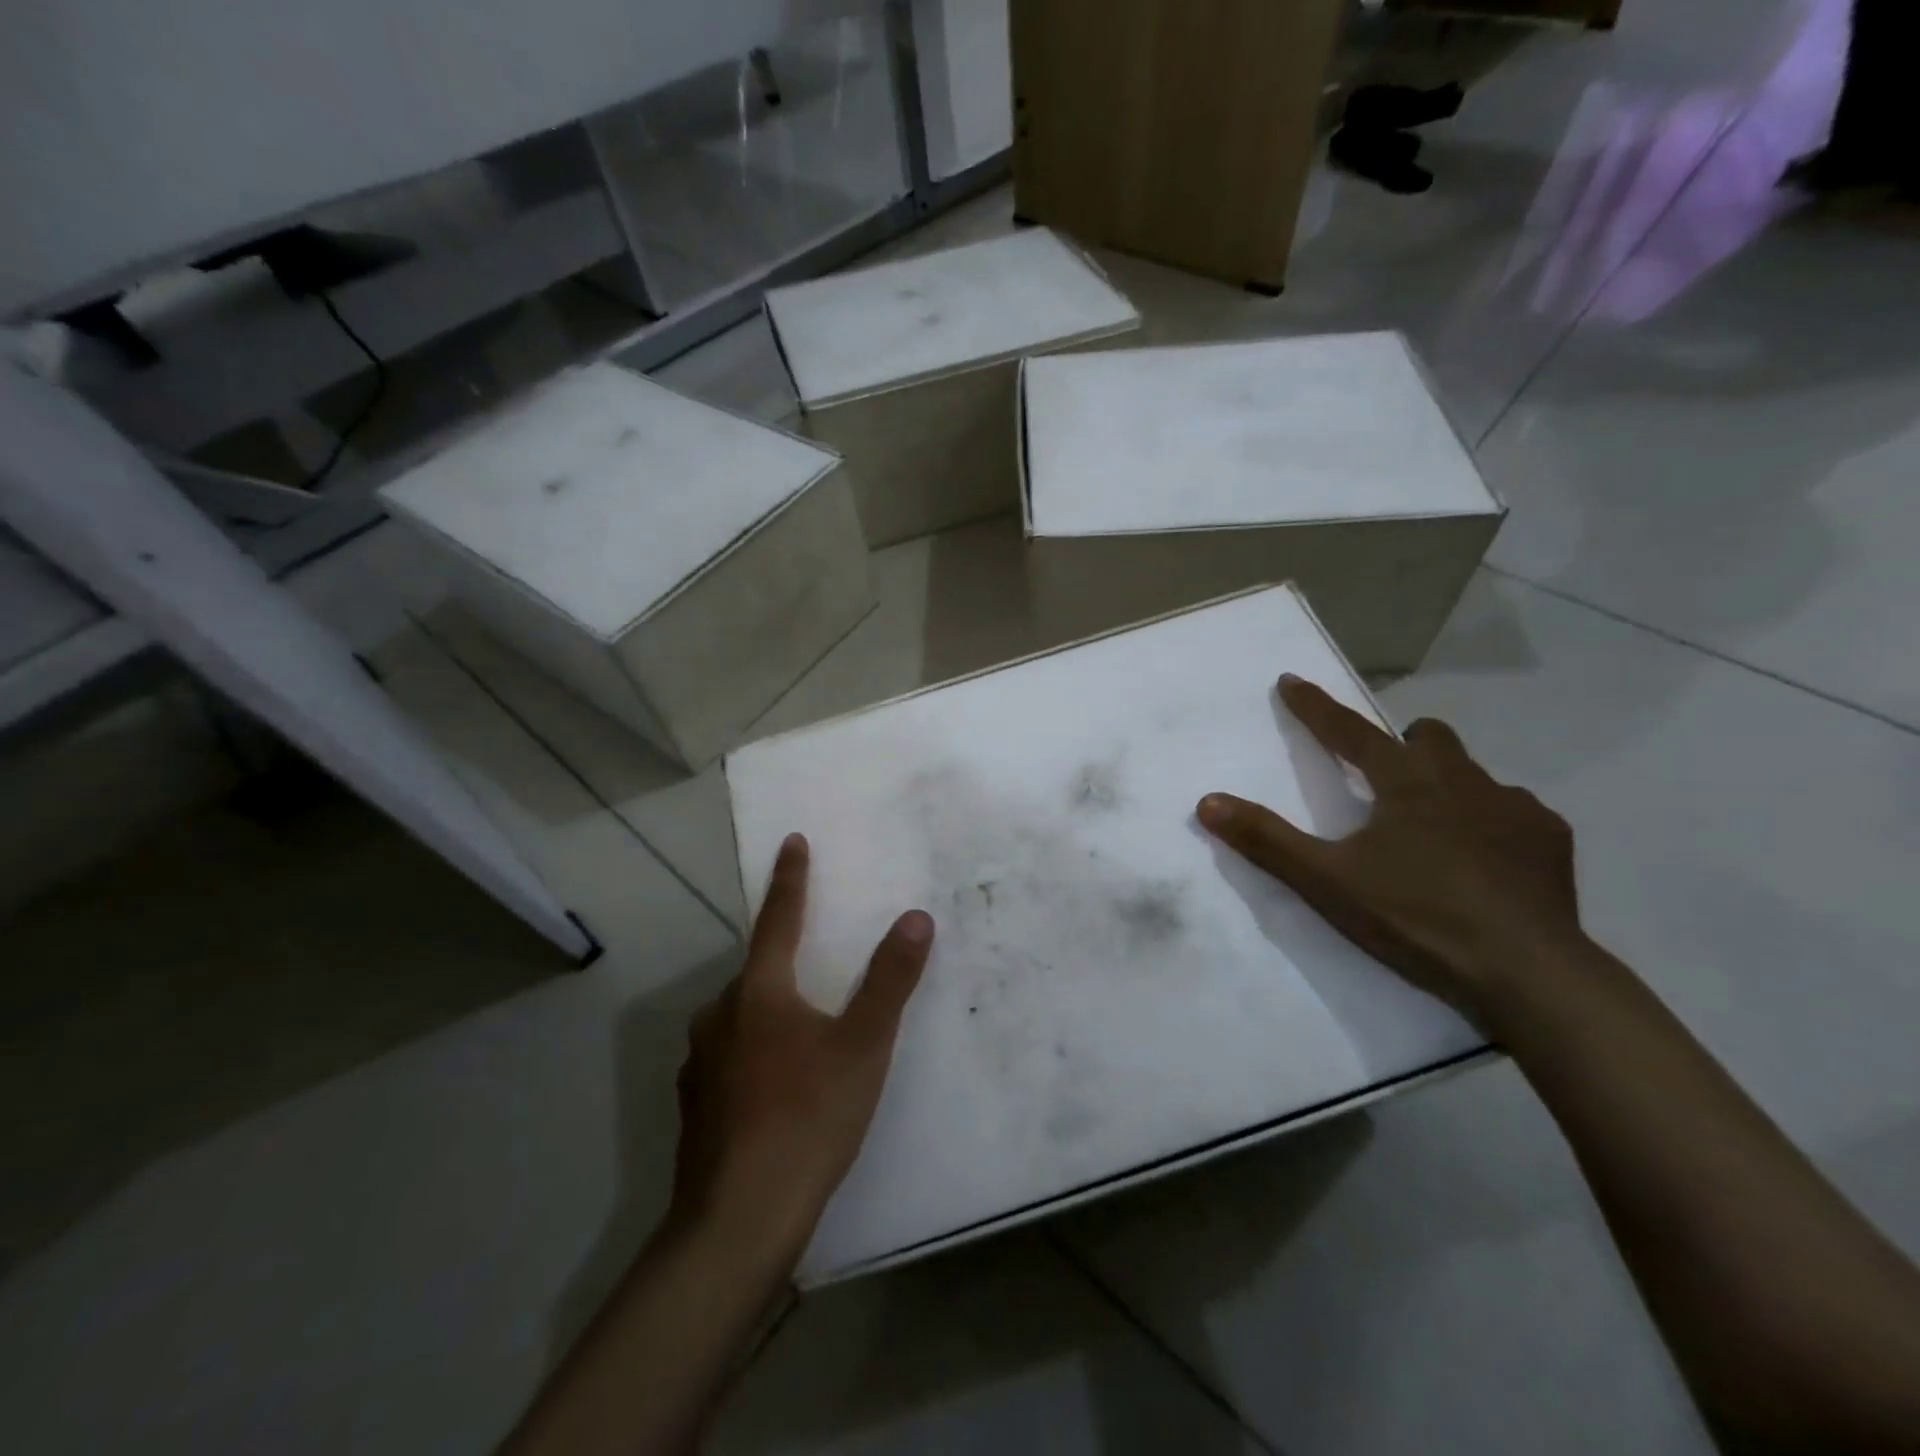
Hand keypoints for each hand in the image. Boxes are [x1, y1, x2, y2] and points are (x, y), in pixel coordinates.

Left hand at [670, 834, 933, 1263]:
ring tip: (801, 1030)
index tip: (792, 841)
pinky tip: (773, 1085)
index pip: (779, 919)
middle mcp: (720, 1016)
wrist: (737, 1222)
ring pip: (740, 1017)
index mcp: (759, 992)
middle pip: (757, 971)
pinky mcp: (695, 1105)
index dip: (791, 879)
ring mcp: (700, 1063)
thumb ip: (890, 980)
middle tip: (814, 961)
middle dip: (784, 958)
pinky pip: (729, 1056)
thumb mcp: (863, 1046)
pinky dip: (753, 1052)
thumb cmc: (807, 1119)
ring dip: (768, 1009)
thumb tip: (915, 916)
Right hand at [1197, 675, 1584, 1024]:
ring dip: (1446, 784)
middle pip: (1427, 737)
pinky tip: (1484, 860)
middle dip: (1400, 743)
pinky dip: (1489, 821)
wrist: (1528, 974)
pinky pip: (1513, 811)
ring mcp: (1515, 807)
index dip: (1314, 707)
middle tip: (1381, 775)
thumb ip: (1267, 841)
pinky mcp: (1550, 840)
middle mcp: (1463, 779)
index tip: (1290, 681)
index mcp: (1406, 781)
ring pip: (1473, 773)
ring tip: (1431, 827)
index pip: (1349, 731)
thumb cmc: (1418, 917)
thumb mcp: (1328, 881)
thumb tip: (1208, 802)